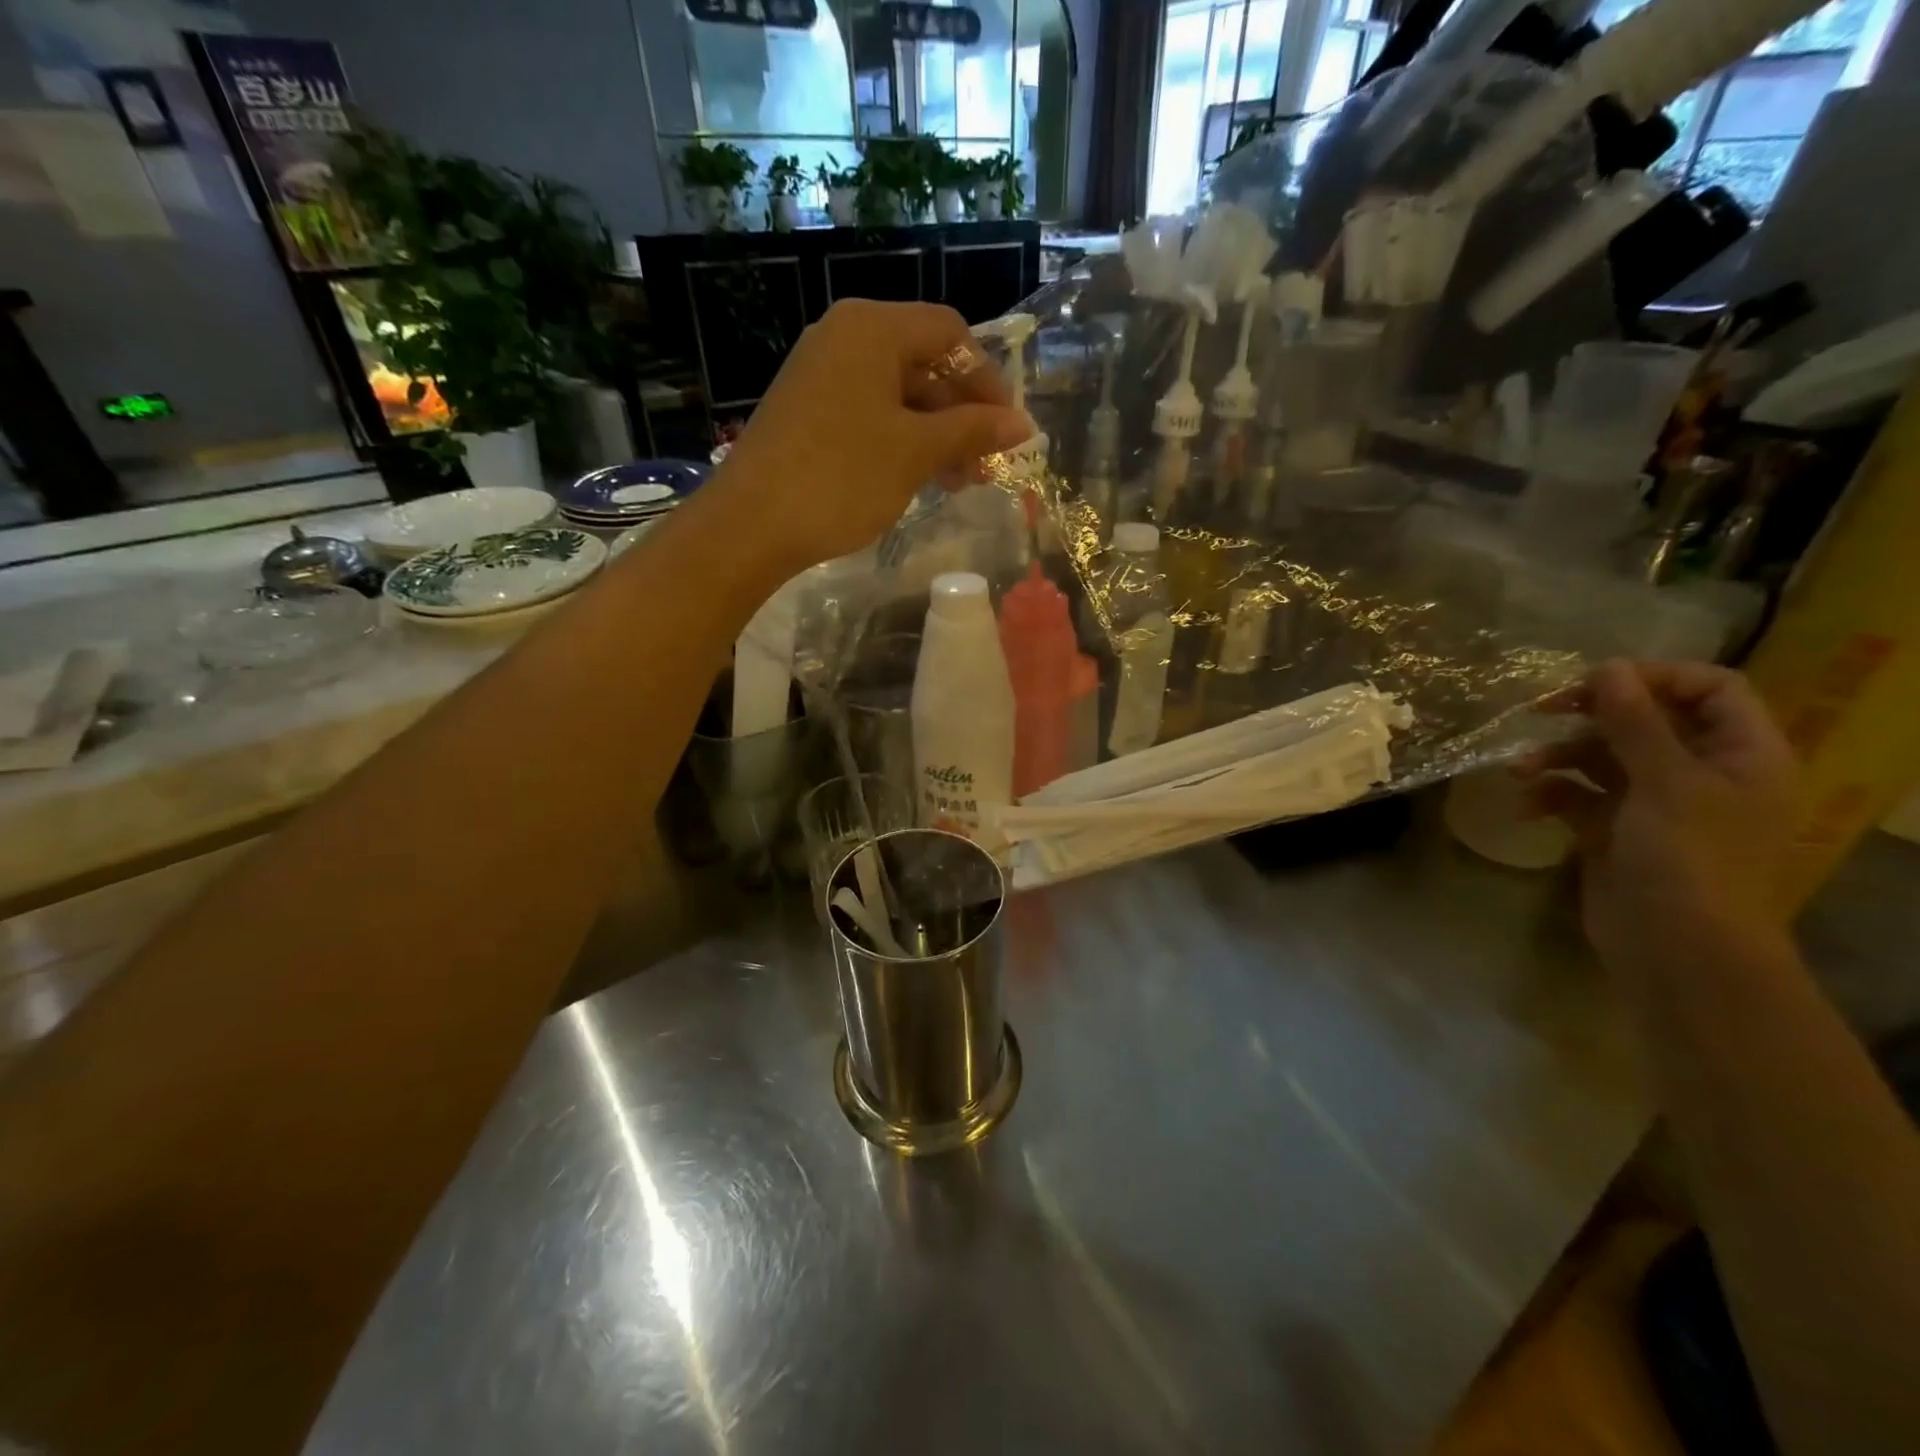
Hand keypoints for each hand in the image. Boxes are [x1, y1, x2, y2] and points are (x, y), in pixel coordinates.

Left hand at [704, 299, 1036, 573]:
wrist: (752, 524)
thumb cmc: (842, 478)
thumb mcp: (916, 452)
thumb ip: (972, 431)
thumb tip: (1023, 424)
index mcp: (872, 328)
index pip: (950, 333)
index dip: (987, 379)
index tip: (1008, 429)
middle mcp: (844, 336)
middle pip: (923, 362)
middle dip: (961, 414)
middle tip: (984, 466)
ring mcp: (820, 373)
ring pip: (897, 394)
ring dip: (934, 434)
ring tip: (956, 483)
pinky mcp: (806, 410)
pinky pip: (868, 413)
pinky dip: (900, 441)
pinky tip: (915, 478)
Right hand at [1517, 660, 1798, 965]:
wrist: (1675, 948)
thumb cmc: (1688, 859)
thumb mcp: (1664, 782)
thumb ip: (1634, 722)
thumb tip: (1606, 667)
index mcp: (1741, 754)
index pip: (1709, 689)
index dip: (1654, 677)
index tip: (1594, 681)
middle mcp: (1701, 772)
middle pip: (1644, 720)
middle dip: (1588, 716)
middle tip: (1540, 711)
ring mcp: (1654, 803)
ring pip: (1601, 757)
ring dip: (1556, 757)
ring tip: (1519, 771)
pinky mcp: (1613, 829)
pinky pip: (1577, 795)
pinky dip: (1549, 795)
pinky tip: (1525, 808)